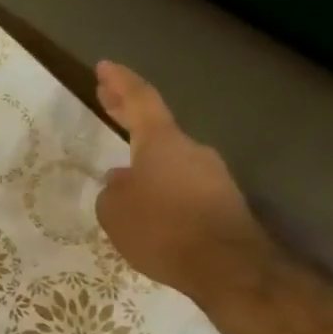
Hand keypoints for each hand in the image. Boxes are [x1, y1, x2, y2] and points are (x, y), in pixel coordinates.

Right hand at [94, 61, 269, 301]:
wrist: (228, 267)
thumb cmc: (162, 229)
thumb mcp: (114, 211)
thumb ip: (111, 191)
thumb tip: (121, 182)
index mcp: (161, 143)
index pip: (140, 100)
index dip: (120, 82)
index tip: (104, 67)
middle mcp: (190, 150)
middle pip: (156, 124)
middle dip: (128, 111)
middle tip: (107, 98)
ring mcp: (212, 175)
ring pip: (170, 159)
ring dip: (145, 161)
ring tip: (120, 175)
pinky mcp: (223, 202)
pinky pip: (183, 186)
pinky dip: (162, 187)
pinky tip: (149, 207)